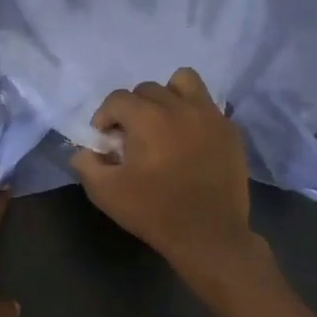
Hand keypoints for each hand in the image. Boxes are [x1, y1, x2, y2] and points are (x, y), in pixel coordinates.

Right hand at [69, 67, 266, 282]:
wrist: (209, 235)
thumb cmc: (154, 212)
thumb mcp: (105, 192)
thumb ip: (86, 163)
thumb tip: (86, 149)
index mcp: (148, 118)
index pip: (117, 99)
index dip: (104, 117)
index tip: (105, 141)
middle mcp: (180, 107)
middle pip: (148, 89)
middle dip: (133, 108)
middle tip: (131, 136)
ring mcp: (210, 116)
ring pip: (184, 82)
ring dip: (167, 96)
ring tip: (163, 122)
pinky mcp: (230, 130)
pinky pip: (208, 106)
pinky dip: (193, 114)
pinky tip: (188, 140)